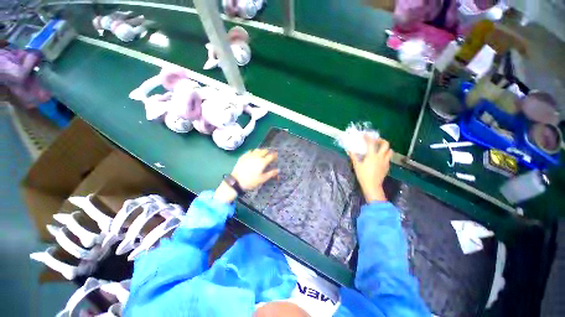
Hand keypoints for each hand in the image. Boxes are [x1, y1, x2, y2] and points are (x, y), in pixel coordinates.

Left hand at [214, 149, 278, 202]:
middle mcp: (257, 156)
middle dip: (268, 152)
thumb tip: (278, 170)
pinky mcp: (243, 156)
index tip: (277, 156)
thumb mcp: (262, 179)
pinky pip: (250, 151)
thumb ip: (271, 173)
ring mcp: (249, 155)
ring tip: (262, 154)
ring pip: (257, 149)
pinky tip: (253, 154)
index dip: (275, 155)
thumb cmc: (251, 181)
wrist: (236, 181)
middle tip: (270, 155)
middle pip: (264, 151)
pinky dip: (254, 151)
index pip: (271, 156)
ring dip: (261, 151)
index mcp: (263, 162)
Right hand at [348, 136, 392, 202]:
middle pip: (385, 144)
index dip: (368, 137)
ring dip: (385, 148)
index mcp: (372, 156)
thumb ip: (353, 156)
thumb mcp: (356, 165)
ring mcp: (385, 162)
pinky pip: (388, 158)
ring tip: (379, 149)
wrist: (372, 186)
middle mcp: (381, 157)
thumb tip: (348, 150)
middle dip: (381, 140)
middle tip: (375, 140)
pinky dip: (385, 155)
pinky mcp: (387, 167)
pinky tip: (379, 158)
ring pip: (390, 151)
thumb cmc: (363, 175)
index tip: (365, 134)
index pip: (371, 143)